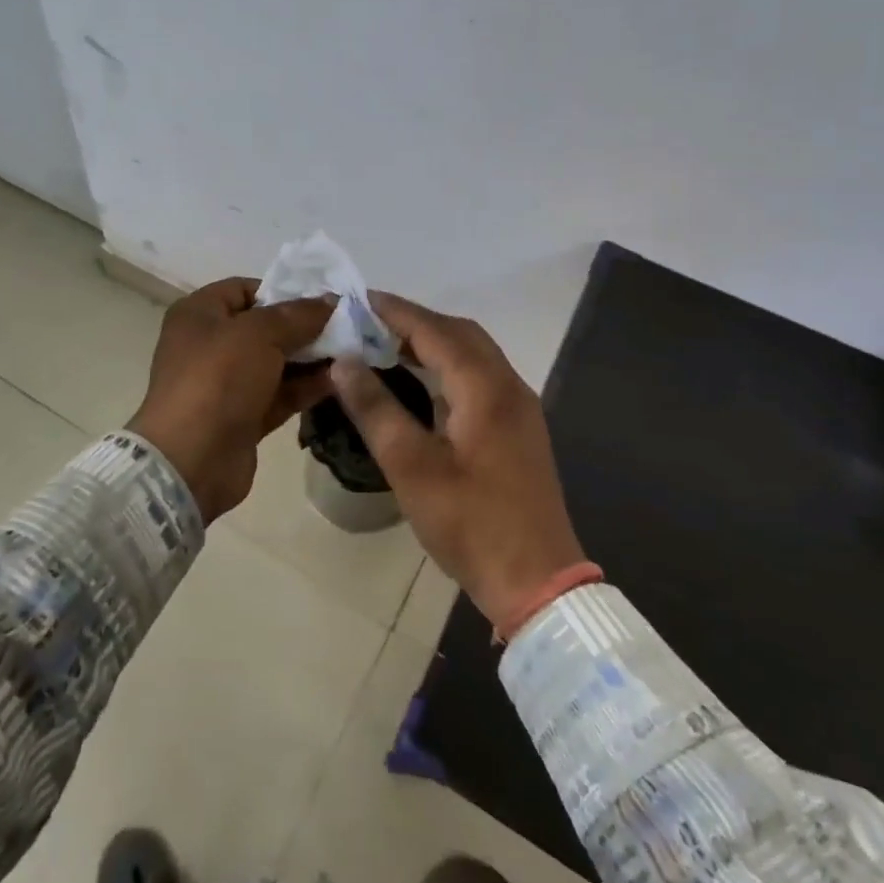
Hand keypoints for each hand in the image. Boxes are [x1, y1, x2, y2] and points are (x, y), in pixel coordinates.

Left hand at [129, 278, 335, 522]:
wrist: (192, 460)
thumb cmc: (218, 379)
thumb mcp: (259, 334)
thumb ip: (298, 315)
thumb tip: (331, 300)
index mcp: (199, 314)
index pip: (244, 289)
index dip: (282, 291)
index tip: (321, 300)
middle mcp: (209, 344)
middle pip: (264, 327)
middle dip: (304, 327)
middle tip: (346, 326)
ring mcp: (225, 384)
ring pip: (275, 362)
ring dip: (310, 358)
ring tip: (352, 352)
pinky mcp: (242, 416)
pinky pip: (279, 394)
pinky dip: (305, 387)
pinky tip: (340, 381)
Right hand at [329, 292, 584, 631]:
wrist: (539, 583)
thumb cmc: (471, 524)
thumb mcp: (412, 467)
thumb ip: (376, 409)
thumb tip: (344, 362)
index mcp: (486, 388)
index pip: (435, 331)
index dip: (396, 311)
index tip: (357, 299)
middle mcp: (509, 386)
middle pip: (460, 334)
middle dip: (414, 322)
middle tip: (368, 323)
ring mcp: (519, 408)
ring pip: (473, 355)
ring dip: (433, 342)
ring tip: (386, 345)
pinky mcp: (518, 429)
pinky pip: (480, 377)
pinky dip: (448, 366)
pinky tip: (421, 382)